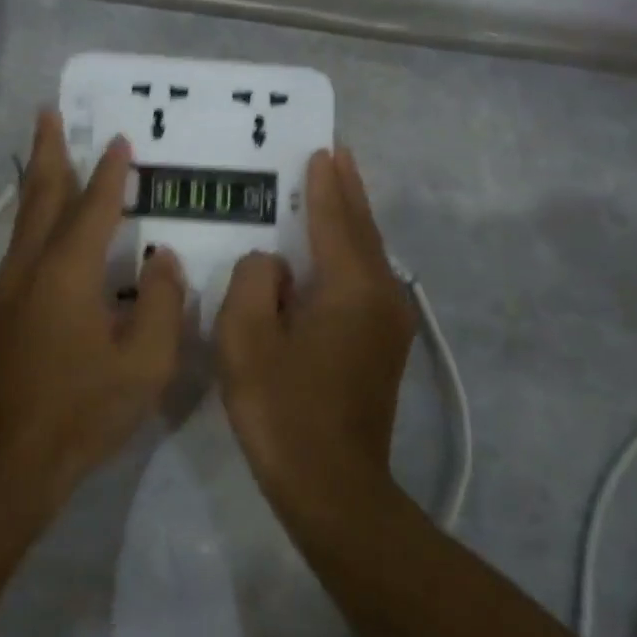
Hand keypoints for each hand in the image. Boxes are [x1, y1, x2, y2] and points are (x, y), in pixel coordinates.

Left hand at [0, 110, 186, 513]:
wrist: (1, 464)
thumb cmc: (78, 413)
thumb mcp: (144, 364)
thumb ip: (161, 305)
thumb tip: (162, 260)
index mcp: (67, 272)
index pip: (94, 207)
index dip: (110, 173)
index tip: (120, 140)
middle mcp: (31, 268)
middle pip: (40, 196)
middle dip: (48, 152)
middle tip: (49, 113)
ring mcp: (8, 291)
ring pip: (24, 220)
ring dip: (37, 181)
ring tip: (46, 154)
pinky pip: (20, 246)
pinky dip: (32, 217)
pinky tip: (42, 228)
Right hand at [214, 147, 415, 516]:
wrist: (332, 486)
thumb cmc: (283, 409)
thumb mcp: (247, 338)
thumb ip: (254, 282)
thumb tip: (273, 266)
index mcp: (352, 287)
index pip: (336, 220)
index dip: (325, 185)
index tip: (322, 151)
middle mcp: (382, 296)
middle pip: (363, 231)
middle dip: (348, 193)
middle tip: (337, 157)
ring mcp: (389, 324)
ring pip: (370, 257)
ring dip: (352, 223)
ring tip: (336, 193)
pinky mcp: (384, 348)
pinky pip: (367, 283)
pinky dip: (351, 256)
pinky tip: (334, 256)